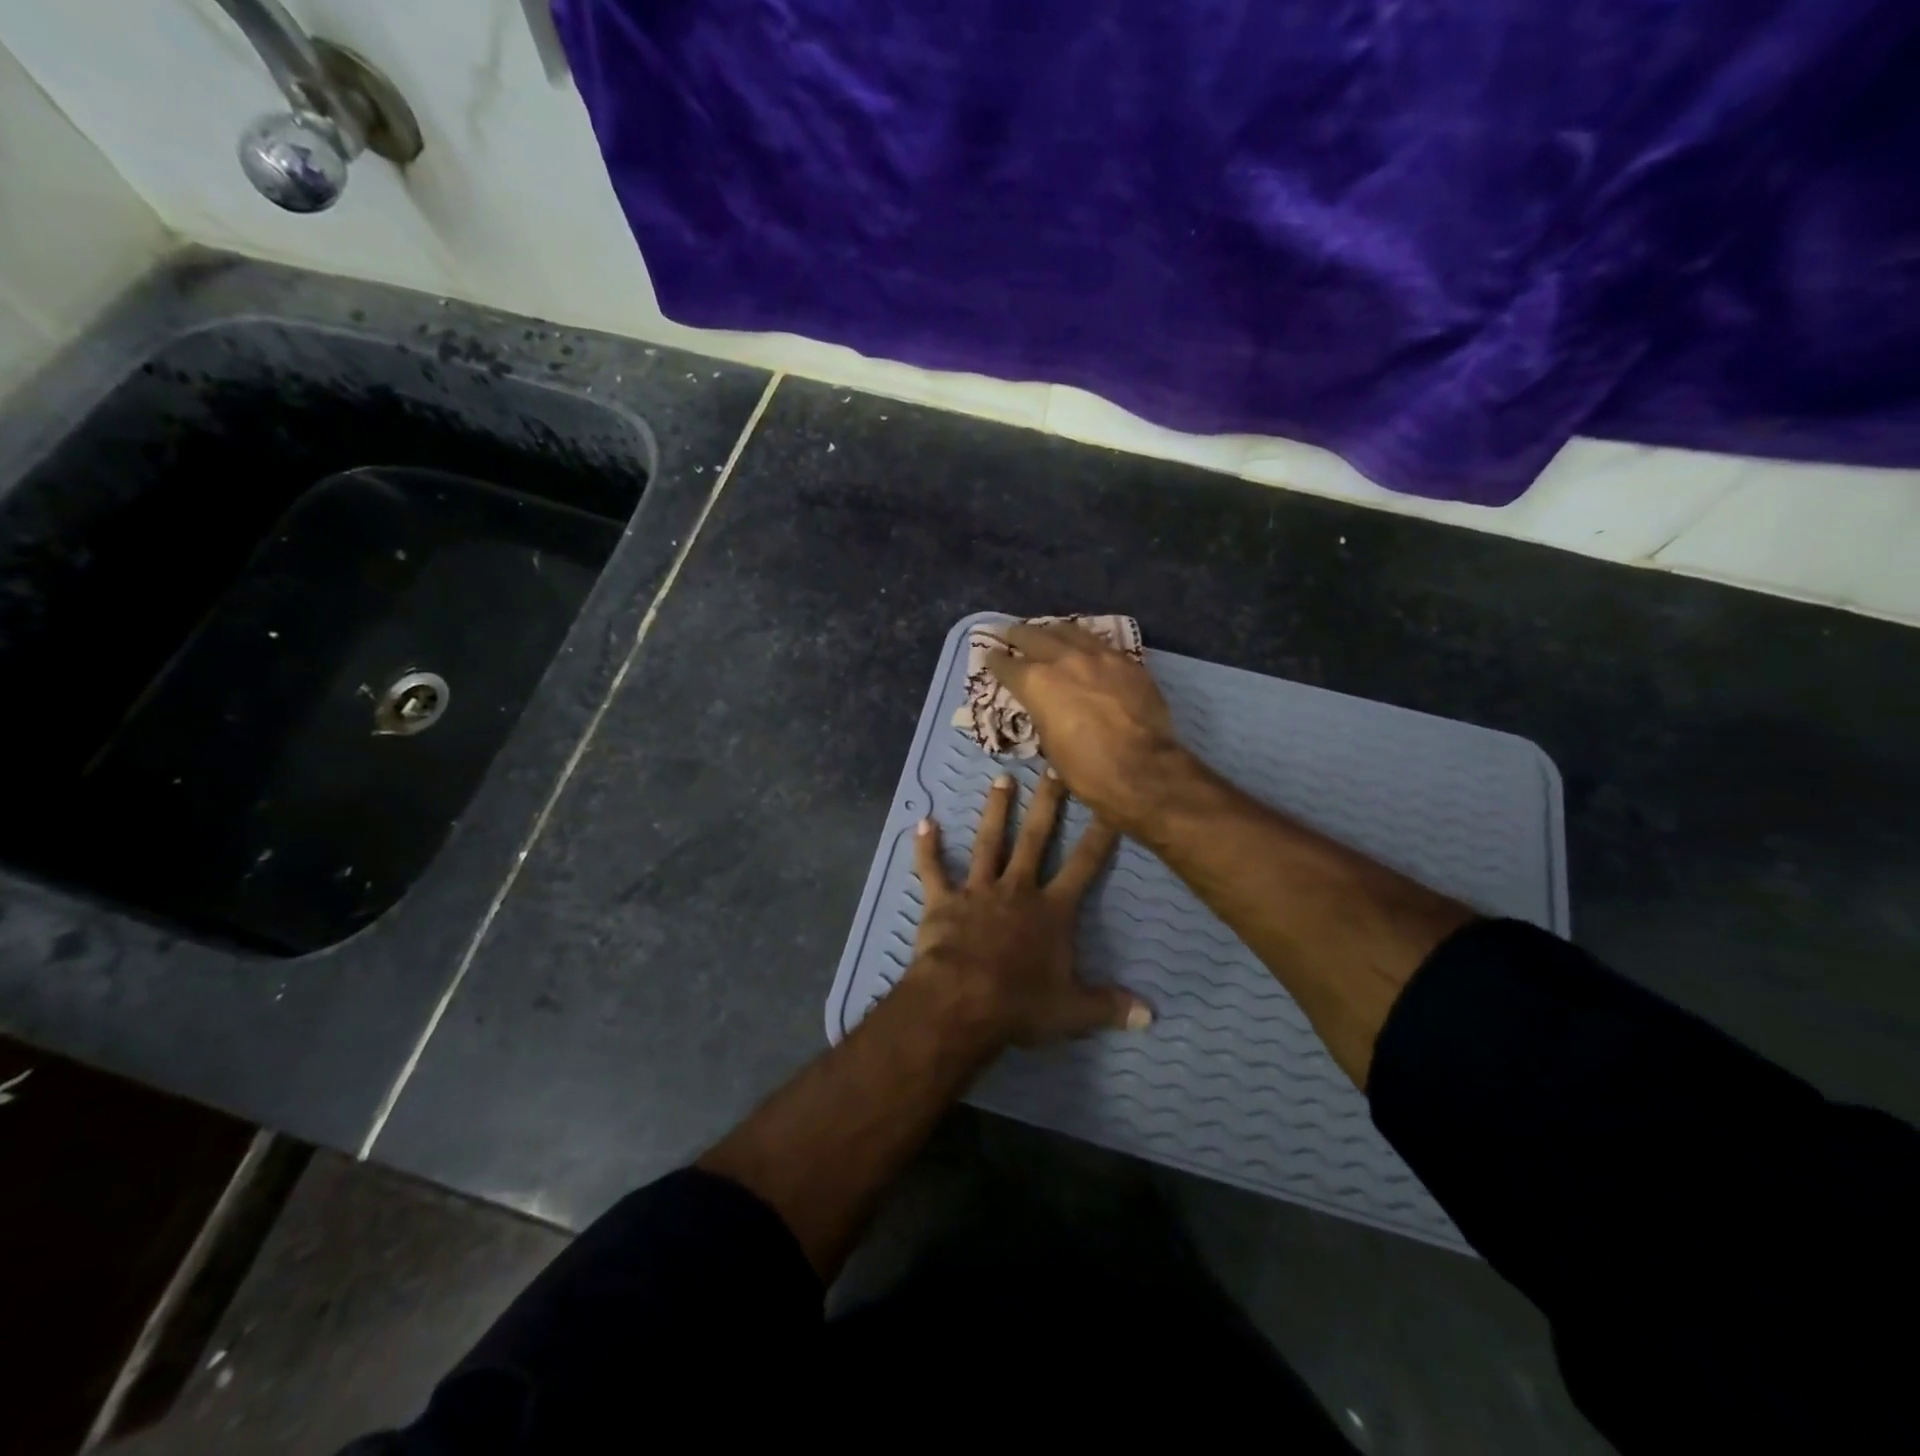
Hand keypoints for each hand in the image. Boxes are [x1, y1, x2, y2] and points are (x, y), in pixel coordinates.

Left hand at [908, 769, 1151, 1047]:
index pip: (1084, 865)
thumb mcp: (1073, 1011)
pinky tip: (923, 823)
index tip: (1109, 804)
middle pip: (1036, 838)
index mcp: (1052, 910)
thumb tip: (1151, 1016)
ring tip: (1001, 779)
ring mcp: (978, 891)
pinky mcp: (943, 901)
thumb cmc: (1020, 1004)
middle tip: (1053, 768)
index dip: (1100, 835)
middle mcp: (1017, 889)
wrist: (962, 1002)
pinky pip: (932, 870)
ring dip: (995, 811)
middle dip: (1047, 803)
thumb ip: (1110, 1006)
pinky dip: (926, 848)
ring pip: (989, 842)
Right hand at [984, 621, 1194, 833]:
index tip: (989, 657)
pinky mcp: (1127, 661)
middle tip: (1009, 633)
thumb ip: (1042, 716)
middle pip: (1034, 637)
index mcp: (1037, 683)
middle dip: (1017, 635)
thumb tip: (1044, 709)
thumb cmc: (1088, 770)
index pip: (1006, 665)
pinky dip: (1085, 641)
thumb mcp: (1050, 746)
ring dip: (1052, 631)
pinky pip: (1099, 642)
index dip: (994, 661)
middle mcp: (1064, 660)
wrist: (1144, 770)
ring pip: (1069, 631)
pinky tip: (1084, 644)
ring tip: (1046, 631)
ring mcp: (1099, 656)